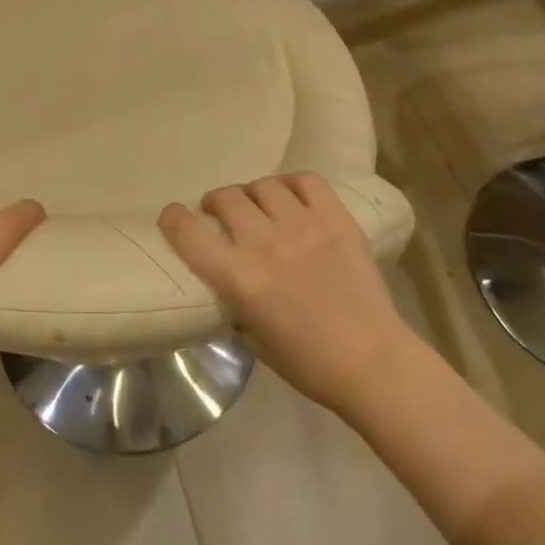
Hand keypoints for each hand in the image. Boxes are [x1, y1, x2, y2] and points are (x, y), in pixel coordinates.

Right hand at [160, 173, 418, 413]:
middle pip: (225, 198)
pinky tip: (290, 196)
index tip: (172, 216)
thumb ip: (235, 299)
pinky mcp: (336, 218)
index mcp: (239, 279)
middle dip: (215, 203)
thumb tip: (228, 277)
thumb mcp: (253, 338)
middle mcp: (265, 243)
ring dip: (251, 194)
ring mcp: (303, 225)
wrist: (372, 361)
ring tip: (258, 205)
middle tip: (220, 213)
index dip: (173, 218)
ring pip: (262, 186)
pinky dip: (291, 183)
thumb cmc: (308, 363)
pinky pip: (306, 181)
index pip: (188, 233)